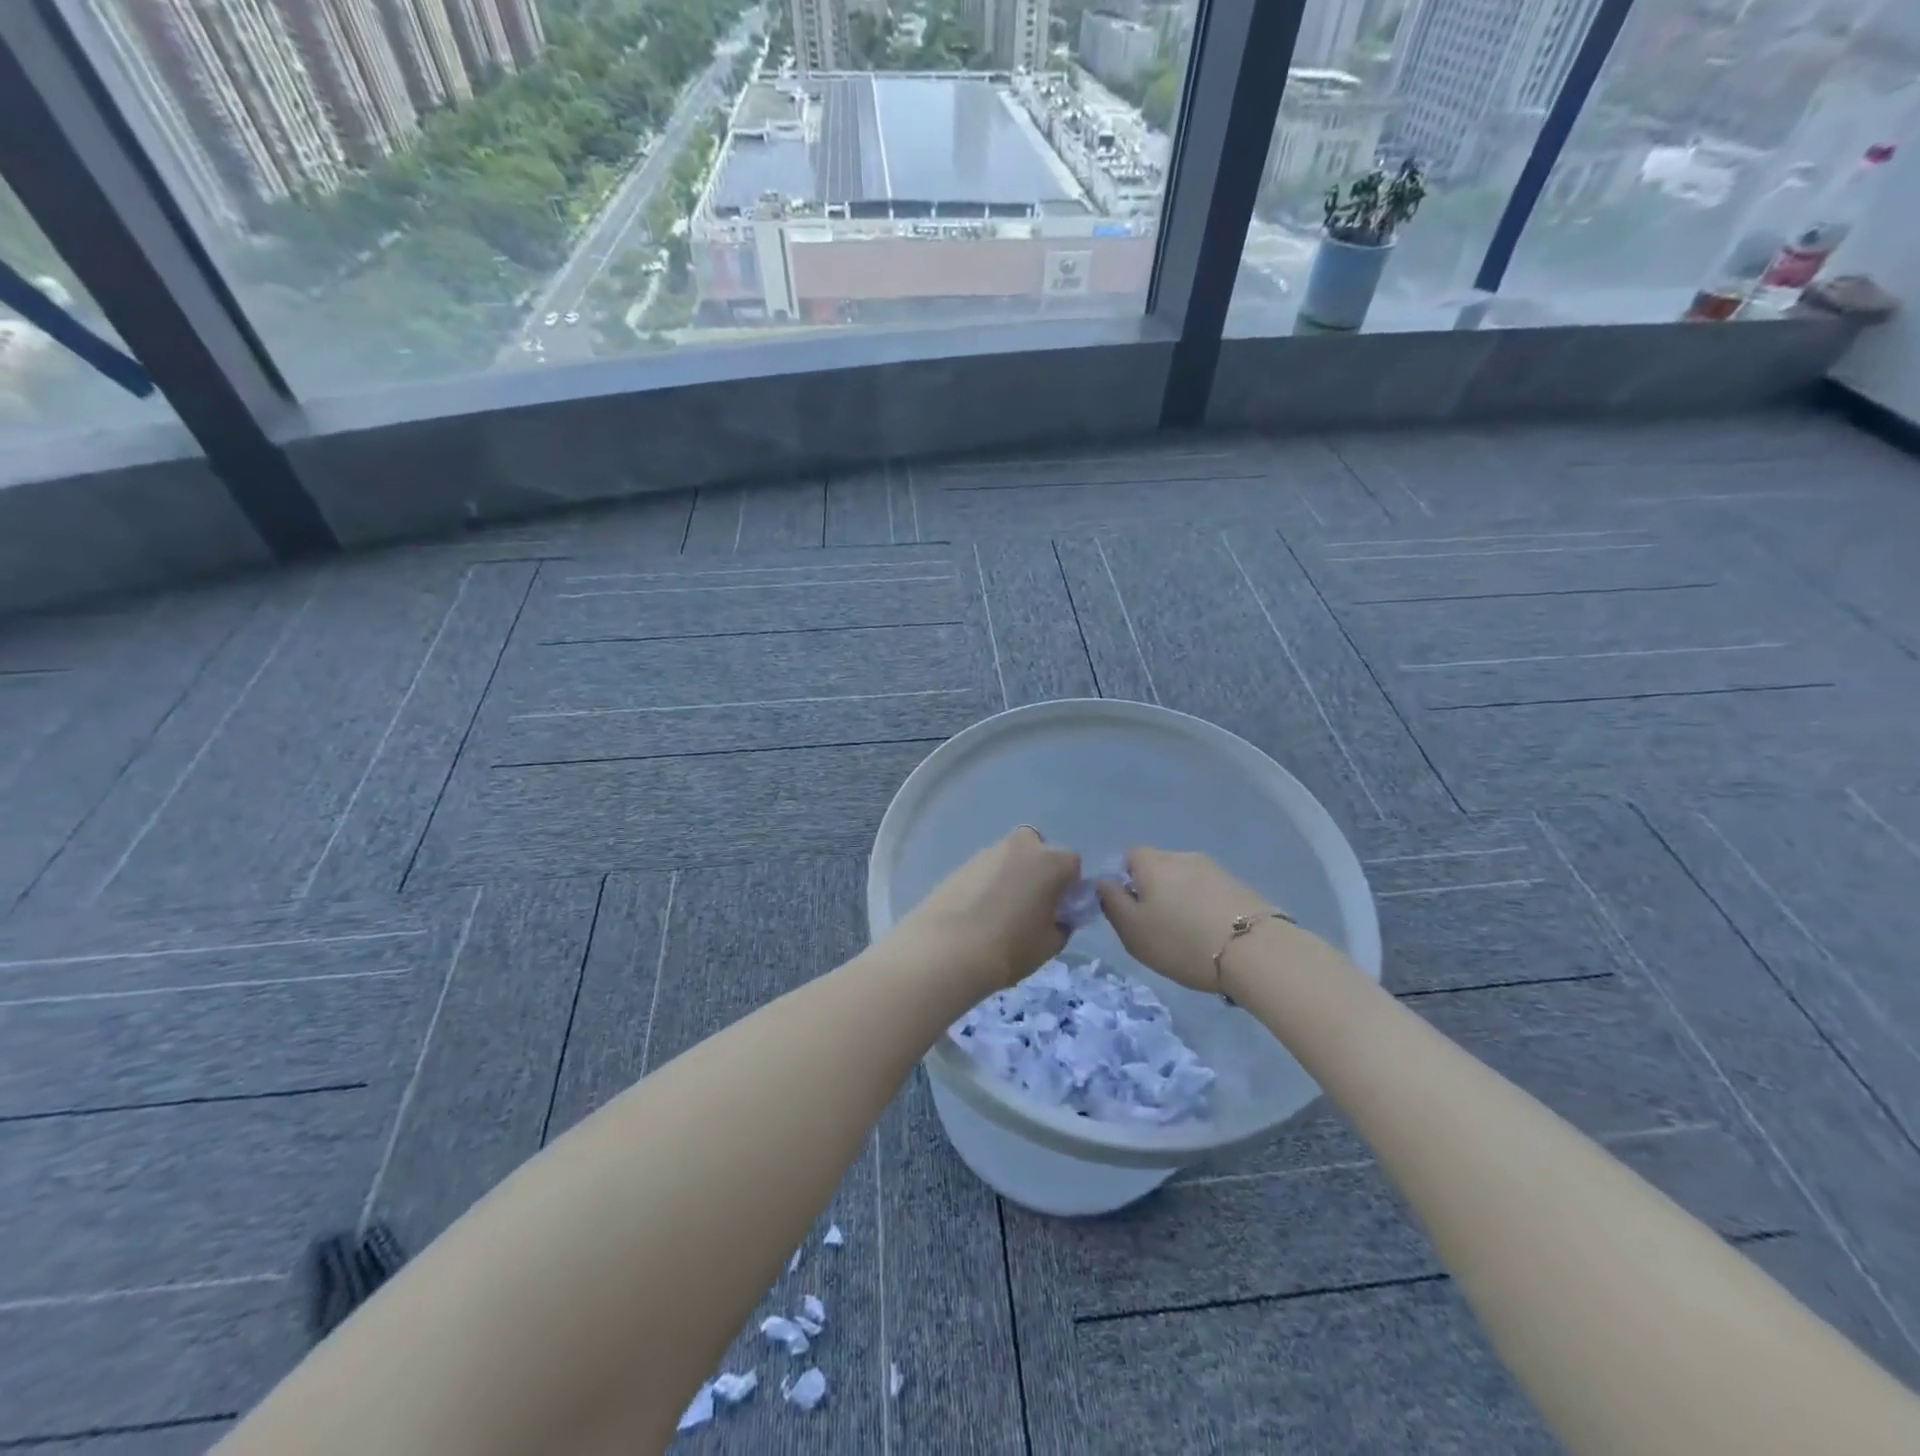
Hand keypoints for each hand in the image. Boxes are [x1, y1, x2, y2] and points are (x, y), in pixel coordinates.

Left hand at [892, 828, 1080, 989]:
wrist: (947, 949)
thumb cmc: (1010, 947)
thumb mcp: (1050, 944)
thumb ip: (1062, 924)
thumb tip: (1057, 917)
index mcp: (1051, 861)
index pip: (1072, 865)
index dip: (1068, 888)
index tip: (1059, 911)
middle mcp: (1021, 846)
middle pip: (1039, 852)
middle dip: (1039, 872)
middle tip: (1031, 907)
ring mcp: (988, 852)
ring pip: (1010, 860)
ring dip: (1011, 877)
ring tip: (1000, 915)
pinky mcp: (961, 864)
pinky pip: (986, 871)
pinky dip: (987, 885)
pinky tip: (978, 914)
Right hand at [1097, 847, 1279, 993]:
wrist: (1254, 951)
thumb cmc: (1181, 941)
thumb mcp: (1132, 930)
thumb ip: (1111, 901)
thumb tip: (1104, 881)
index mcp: (1152, 863)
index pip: (1129, 857)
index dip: (1126, 881)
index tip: (1132, 912)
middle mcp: (1182, 856)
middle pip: (1159, 867)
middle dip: (1155, 890)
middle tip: (1158, 926)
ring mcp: (1214, 868)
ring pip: (1185, 880)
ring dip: (1182, 899)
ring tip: (1189, 933)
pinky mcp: (1239, 885)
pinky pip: (1210, 891)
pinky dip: (1205, 906)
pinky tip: (1212, 933)